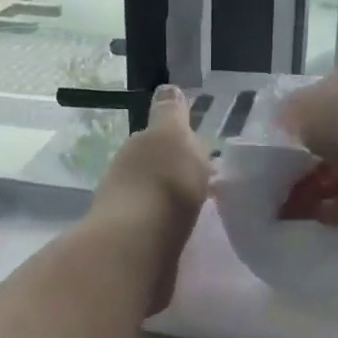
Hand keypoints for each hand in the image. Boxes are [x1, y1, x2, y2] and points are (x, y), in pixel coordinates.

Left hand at [88, 86, 211, 311]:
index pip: (160, 138)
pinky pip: (162, 230)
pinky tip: (191, 235)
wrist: (138, 247)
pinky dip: (174, 229)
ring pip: (159, 200)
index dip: (181, 142)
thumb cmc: (163, 183)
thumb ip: (172, 114)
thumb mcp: (173, 136)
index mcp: (139, 147)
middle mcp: (127, 177)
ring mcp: (130, 215)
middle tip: (211, 182)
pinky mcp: (137, 249)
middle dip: (180, 173)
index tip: (205, 152)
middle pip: (158, 170)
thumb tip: (167, 88)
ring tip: (205, 210)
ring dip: (176, 202)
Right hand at [277, 53, 337, 219]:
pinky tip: (332, 216)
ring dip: (336, 183)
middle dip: (324, 157)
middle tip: (301, 181)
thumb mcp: (301, 110)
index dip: (312, 113)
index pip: (336, 83)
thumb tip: (289, 117)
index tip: (298, 139)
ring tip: (311, 207)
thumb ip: (291, 112)